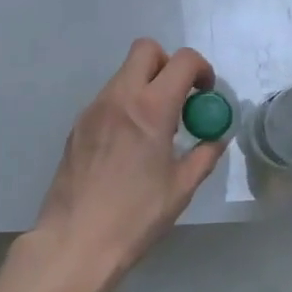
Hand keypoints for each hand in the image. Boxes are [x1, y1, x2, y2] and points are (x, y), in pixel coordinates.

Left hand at [35, 39, 226, 281]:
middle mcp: (120, 97)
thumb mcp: (181, 188)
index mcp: (151, 108)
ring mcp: (94, 109)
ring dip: (145, 86)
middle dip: (168, 64)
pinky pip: (108, 99)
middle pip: (145, 49)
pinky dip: (125, 106)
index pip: (182, 60)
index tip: (205, 94)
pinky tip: (128, 146)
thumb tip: (216, 138)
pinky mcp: (77, 125)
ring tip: (154, 129)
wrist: (75, 241)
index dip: (201, 69)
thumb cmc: (135, 216)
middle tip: (178, 98)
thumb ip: (203, 155)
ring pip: (124, 73)